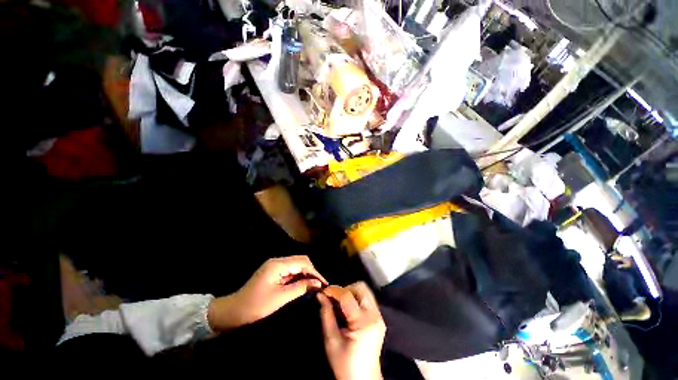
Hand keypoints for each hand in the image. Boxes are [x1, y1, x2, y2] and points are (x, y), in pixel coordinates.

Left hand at [208, 256, 326, 330]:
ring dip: (306, 276)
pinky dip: (299, 279)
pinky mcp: (274, 274)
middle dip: (312, 272)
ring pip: (296, 267)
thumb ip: (300, 288)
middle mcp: (278, 262)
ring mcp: (275, 268)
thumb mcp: (280, 298)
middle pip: (301, 262)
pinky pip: (291, 273)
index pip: (303, 262)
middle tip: (320, 286)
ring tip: (315, 287)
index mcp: (278, 265)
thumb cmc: (255, 307)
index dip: (315, 272)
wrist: (232, 313)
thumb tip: (317, 283)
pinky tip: (304, 287)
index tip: (324, 283)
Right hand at [319, 283, 385, 379]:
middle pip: (361, 288)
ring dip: (351, 292)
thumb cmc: (345, 364)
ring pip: (365, 291)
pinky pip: (368, 299)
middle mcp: (374, 315)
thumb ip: (326, 315)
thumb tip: (320, 296)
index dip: (334, 290)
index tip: (324, 291)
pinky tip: (348, 308)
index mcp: (363, 322)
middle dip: (345, 289)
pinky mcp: (380, 318)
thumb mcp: (331, 341)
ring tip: (340, 303)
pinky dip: (357, 298)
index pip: (347, 296)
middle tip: (334, 298)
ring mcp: (379, 316)